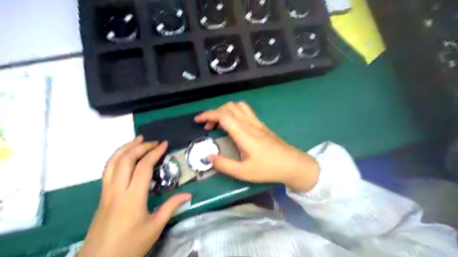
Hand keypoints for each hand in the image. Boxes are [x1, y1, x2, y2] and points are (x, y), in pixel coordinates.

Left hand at [78, 137, 191, 256]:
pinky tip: (125, 156)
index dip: (154, 152)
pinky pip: (108, 170)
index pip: (143, 167)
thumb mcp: (155, 227)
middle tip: (154, 142)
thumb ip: (171, 207)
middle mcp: (117, 190)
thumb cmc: (130, 245)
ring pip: (112, 162)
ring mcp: (106, 192)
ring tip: (137, 140)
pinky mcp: (102, 196)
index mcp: (132, 197)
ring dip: (125, 148)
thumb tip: (188, 195)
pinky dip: (116, 158)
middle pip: (126, 159)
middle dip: (140, 146)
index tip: (165, 144)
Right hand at [193, 101, 318, 191]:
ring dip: (225, 110)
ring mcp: (257, 123)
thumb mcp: (244, 172)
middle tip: (208, 126)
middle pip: (229, 107)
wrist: (293, 164)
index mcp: (244, 134)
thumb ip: (224, 165)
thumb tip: (208, 157)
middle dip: (214, 112)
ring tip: (219, 123)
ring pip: (238, 106)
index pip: (223, 115)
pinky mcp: (262, 125)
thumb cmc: (268, 169)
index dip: (208, 114)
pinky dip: (234, 112)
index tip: (198, 120)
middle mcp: (250, 124)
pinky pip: (246, 111)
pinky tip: (233, 125)